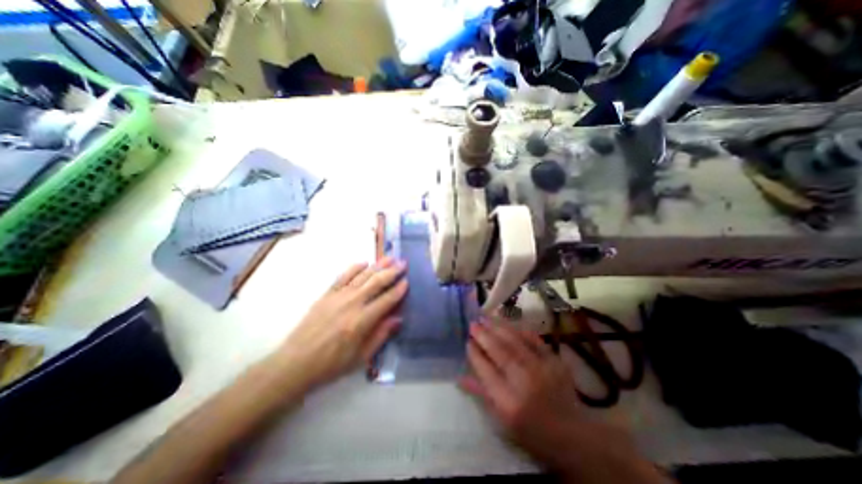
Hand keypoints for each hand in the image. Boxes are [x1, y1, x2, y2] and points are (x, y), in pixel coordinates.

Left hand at [277, 256, 407, 388]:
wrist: (295, 363)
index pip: (386, 299)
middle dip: (392, 271)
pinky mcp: (327, 294)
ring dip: (378, 265)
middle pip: (376, 282)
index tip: (407, 281)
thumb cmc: (331, 364)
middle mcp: (352, 303)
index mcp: (362, 321)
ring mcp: (338, 296)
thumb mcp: (361, 357)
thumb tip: (398, 318)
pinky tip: (364, 262)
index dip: (399, 289)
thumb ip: (381, 335)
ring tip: (389, 258)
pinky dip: (355, 267)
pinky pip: (343, 276)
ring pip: (363, 276)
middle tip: (403, 263)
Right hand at [462, 320, 660, 482]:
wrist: (573, 435)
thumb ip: (481, 395)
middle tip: (473, 324)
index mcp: (509, 402)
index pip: (486, 371)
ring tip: (485, 317)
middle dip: (483, 336)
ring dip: (498, 328)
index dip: (475, 354)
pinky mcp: (554, 361)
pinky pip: (534, 340)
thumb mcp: (502, 422)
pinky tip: (508, 323)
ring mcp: (541, 369)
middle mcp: (524, 382)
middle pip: (500, 352)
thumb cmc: (532, 432)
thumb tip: (459, 377)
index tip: (467, 342)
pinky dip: (519, 330)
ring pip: (515, 342)